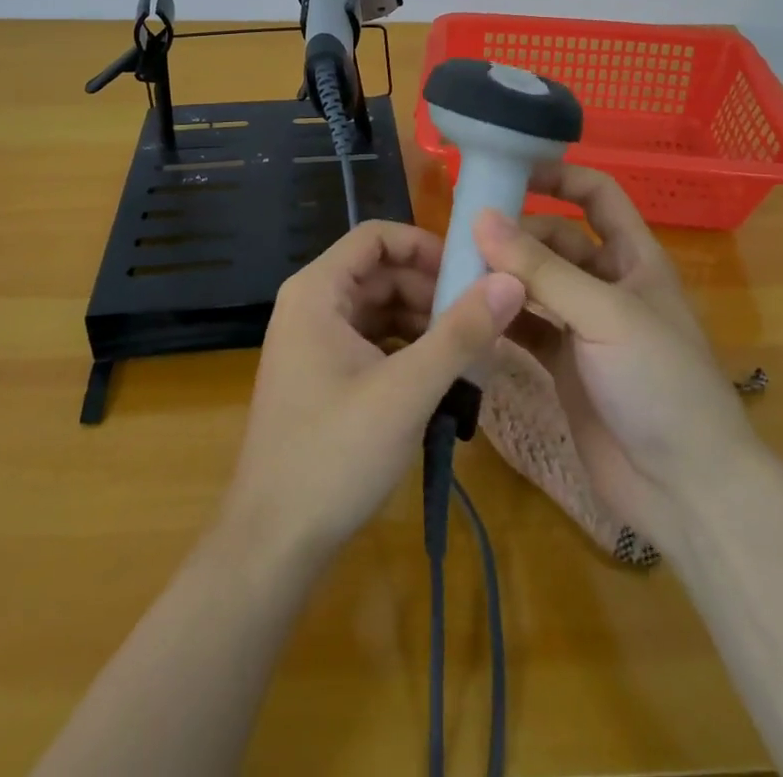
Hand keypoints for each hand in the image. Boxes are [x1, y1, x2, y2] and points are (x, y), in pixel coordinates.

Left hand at [221, 220, 525, 568]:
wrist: (272, 546)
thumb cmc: (334, 455)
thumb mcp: (407, 391)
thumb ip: (461, 333)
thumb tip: (511, 281)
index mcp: (317, 291)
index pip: (376, 237)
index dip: (425, 245)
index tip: (471, 273)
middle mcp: (311, 306)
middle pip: (381, 273)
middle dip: (432, 290)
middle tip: (483, 319)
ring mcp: (314, 343)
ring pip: (380, 309)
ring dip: (425, 322)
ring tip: (472, 350)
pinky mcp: (323, 376)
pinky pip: (373, 342)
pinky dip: (408, 350)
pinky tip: (442, 377)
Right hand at [474, 165, 754, 551]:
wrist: (685, 489)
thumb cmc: (659, 382)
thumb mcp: (604, 315)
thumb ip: (541, 269)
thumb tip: (481, 217)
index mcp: (634, 259)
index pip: (597, 196)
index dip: (559, 177)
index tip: (508, 170)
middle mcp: (608, 285)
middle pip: (556, 241)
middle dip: (516, 233)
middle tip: (461, 230)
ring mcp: (584, 327)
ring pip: (535, 284)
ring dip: (502, 275)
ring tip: (453, 268)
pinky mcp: (564, 365)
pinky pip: (525, 327)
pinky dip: (499, 317)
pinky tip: (465, 312)